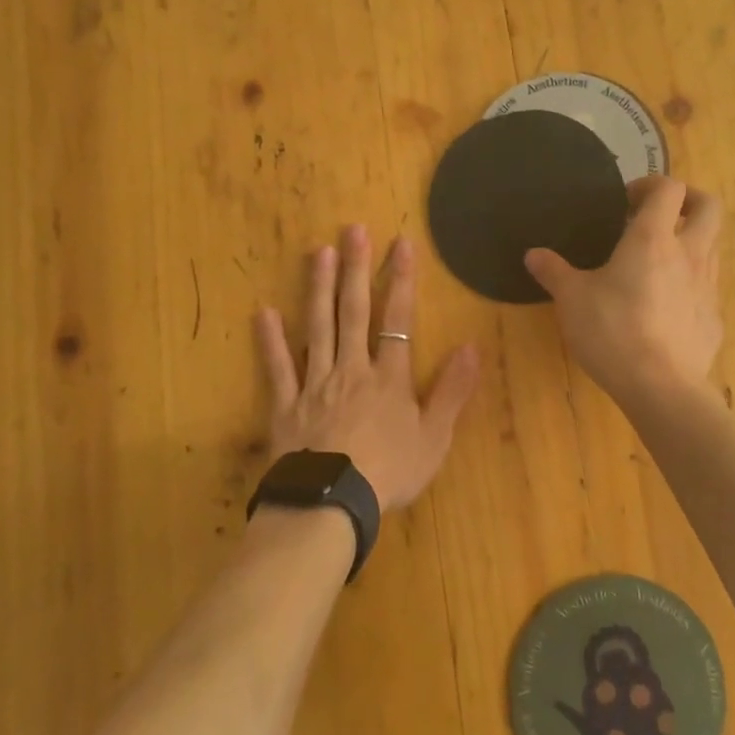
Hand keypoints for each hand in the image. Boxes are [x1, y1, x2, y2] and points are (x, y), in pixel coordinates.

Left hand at [255, 225, 479, 514]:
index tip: (401, 244)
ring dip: (319, 288)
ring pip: (318, 328)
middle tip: (353, 230)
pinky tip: (263, 312)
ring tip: (319, 252)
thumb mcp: (434, 437)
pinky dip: (270, 341)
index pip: (398, 319)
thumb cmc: (389, 472)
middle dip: (356, 270)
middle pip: (354, 312)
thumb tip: (471, 346)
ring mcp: (315, 384)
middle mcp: (351, 369)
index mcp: (388, 377)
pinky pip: (278, 368)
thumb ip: (452, 391)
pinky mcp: (286, 406)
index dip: (401, 281)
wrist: (332, 504)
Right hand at [525, 177, 723, 404]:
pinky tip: (665, 306)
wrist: (661, 387)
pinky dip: (690, 283)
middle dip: (688, 200)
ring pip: (712, 246)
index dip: (651, 184)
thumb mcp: (571, 300)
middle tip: (659, 214)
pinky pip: (707, 287)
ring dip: (690, 241)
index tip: (627, 201)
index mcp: (653, 239)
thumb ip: (553, 272)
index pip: (669, 189)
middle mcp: (689, 254)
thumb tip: (533, 254)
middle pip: (708, 207)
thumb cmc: (612, 331)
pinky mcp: (713, 318)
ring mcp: (707, 286)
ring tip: (658, 261)